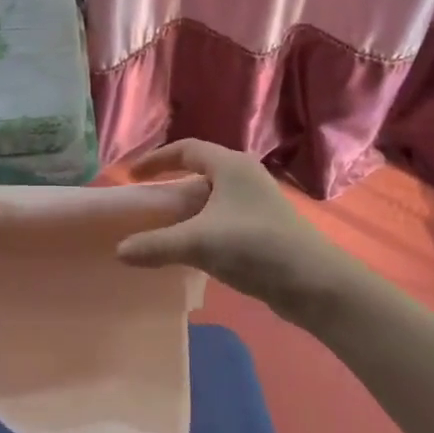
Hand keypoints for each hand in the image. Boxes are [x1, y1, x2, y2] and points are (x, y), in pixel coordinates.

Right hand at [116, 140, 353, 319]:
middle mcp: (244, 176)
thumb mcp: (199, 243)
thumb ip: (156, 244)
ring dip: (187, 211)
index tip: (133, 176)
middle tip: (146, 204)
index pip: (186, 149)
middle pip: (199, 172)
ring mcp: (256, 201)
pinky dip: (202, 227)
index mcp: (230, 165)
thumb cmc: (255, 247)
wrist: (314, 283)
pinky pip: (223, 217)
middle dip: (170, 187)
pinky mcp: (263, 226)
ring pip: (212, 198)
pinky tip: (192, 250)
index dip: (156, 159)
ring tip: (163, 229)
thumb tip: (119, 250)